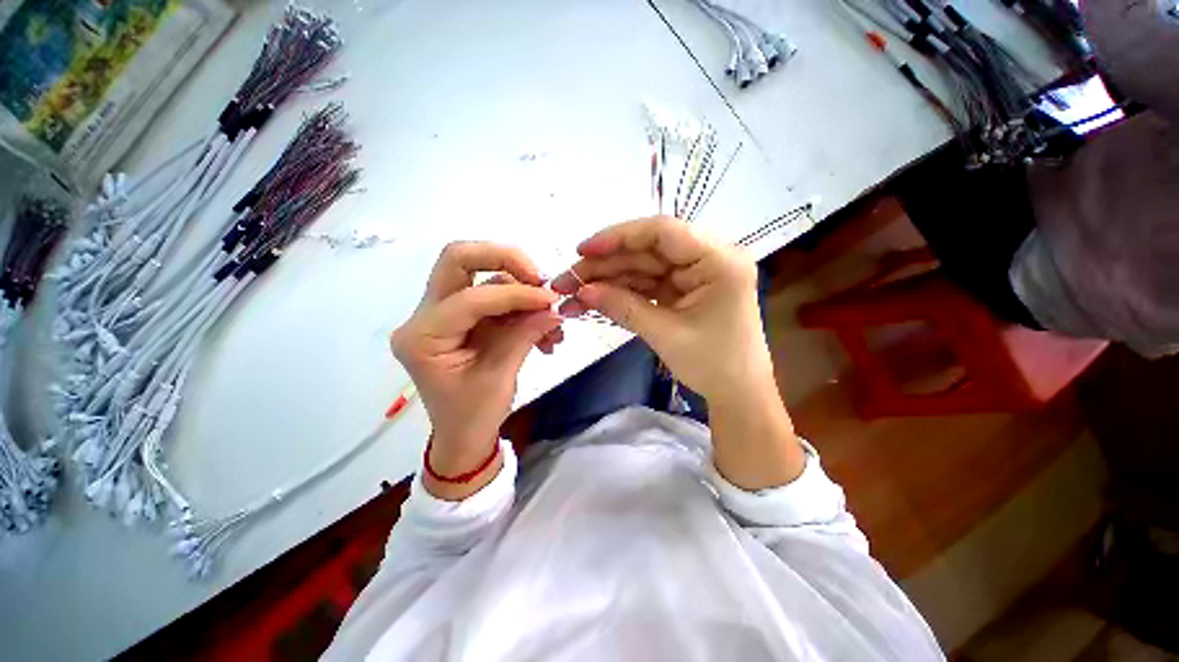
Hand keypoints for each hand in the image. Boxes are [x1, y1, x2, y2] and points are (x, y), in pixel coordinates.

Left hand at [391, 242, 562, 498]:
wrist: (464, 437)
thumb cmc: (472, 417)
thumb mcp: (499, 378)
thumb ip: (525, 335)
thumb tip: (554, 308)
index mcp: (423, 336)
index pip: (470, 298)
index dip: (515, 294)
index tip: (550, 300)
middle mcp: (426, 316)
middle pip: (458, 260)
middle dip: (503, 259)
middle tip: (539, 277)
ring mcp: (445, 315)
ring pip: (483, 279)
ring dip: (521, 292)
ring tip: (550, 319)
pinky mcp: (464, 319)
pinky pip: (495, 298)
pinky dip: (521, 307)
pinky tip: (543, 329)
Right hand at [551, 216, 770, 405]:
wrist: (737, 394)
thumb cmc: (713, 365)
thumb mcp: (666, 334)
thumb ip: (623, 307)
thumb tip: (582, 291)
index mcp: (719, 260)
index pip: (663, 232)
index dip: (618, 237)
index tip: (583, 250)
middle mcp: (708, 257)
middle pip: (647, 251)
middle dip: (604, 266)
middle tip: (566, 281)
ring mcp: (694, 273)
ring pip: (642, 267)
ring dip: (606, 280)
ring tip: (571, 295)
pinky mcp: (682, 289)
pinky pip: (647, 284)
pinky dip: (620, 292)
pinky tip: (593, 299)